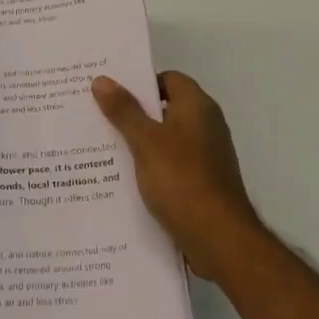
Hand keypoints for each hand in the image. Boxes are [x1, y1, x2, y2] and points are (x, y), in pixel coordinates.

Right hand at [93, 71, 265, 280]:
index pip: (168, 79)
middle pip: (166, 109)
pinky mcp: (203, 183)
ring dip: (140, 143)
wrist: (220, 239)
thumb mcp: (146, 142)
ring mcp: (207, 156)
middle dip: (134, 113)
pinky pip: (172, 164)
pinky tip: (125, 178)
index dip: (140, 82)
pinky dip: (152, 167)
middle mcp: (206, 125)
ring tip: (103, 146)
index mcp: (197, 107)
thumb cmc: (182, 180)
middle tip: (98, 116)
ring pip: (166, 139)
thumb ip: (124, 111)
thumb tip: (102, 79)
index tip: (110, 91)